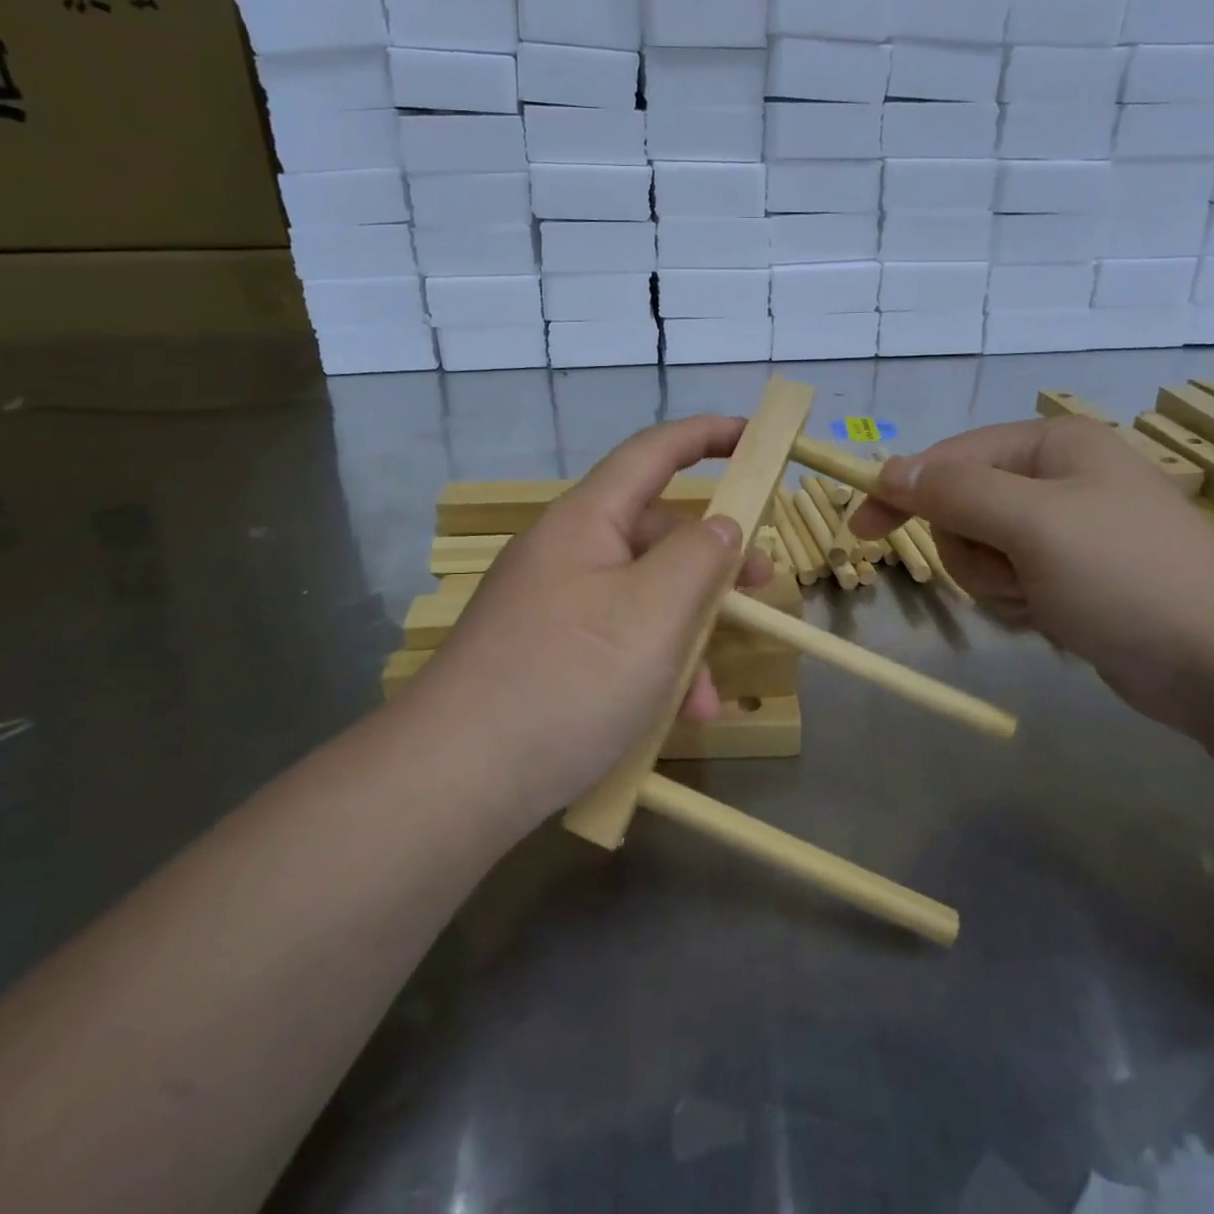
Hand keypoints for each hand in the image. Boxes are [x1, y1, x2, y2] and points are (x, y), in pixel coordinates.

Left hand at [408, 416, 772, 824]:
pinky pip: (613, 640)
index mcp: (586, 521)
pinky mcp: (542, 655)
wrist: (453, 779)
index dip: (706, 435)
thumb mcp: (654, 612)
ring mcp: (549, 606)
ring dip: (684, 637)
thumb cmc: (568, 679)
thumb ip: (700, 557)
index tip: (754, 437)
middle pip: (653, 534)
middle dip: (712, 564)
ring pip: (639, 598)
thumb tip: (722, 525)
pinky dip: (649, 668)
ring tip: (707, 700)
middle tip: (760, 592)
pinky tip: (670, 718)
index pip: (652, 453)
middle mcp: (564, 553)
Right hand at [851, 416, 1213, 728]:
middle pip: (962, 509)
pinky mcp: (1069, 576)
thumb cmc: (1127, 576)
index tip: (861, 529)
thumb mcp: (1033, 524)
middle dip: (973, 550)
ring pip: (979, 552)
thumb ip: (955, 491)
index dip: (904, 491)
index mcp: (1051, 446)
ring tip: (1042, 600)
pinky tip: (1055, 618)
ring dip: (995, 582)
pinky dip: (1018, 603)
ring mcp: (1063, 531)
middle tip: (1011, 573)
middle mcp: (1055, 479)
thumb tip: (890, 469)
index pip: (950, 458)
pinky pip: (1007, 581)